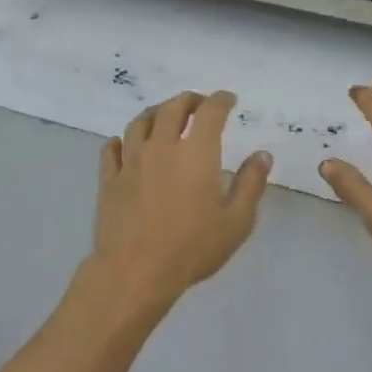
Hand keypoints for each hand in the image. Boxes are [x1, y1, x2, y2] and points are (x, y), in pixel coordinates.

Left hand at [87, 90, 271, 315]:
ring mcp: (131, 162)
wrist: (136, 272)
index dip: (221, 100)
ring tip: (163, 115)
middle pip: (171, 108)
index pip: (210, 112)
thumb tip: (262, 155)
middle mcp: (161, 147)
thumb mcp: (237, 221)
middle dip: (189, 100)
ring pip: (139, 123)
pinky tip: (124, 144)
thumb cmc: (193, 247)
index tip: (229, 100)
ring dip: (155, 112)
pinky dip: (120, 141)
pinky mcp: (109, 180)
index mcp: (196, 152)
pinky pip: (111, 149)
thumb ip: (251, 184)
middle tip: (198, 103)